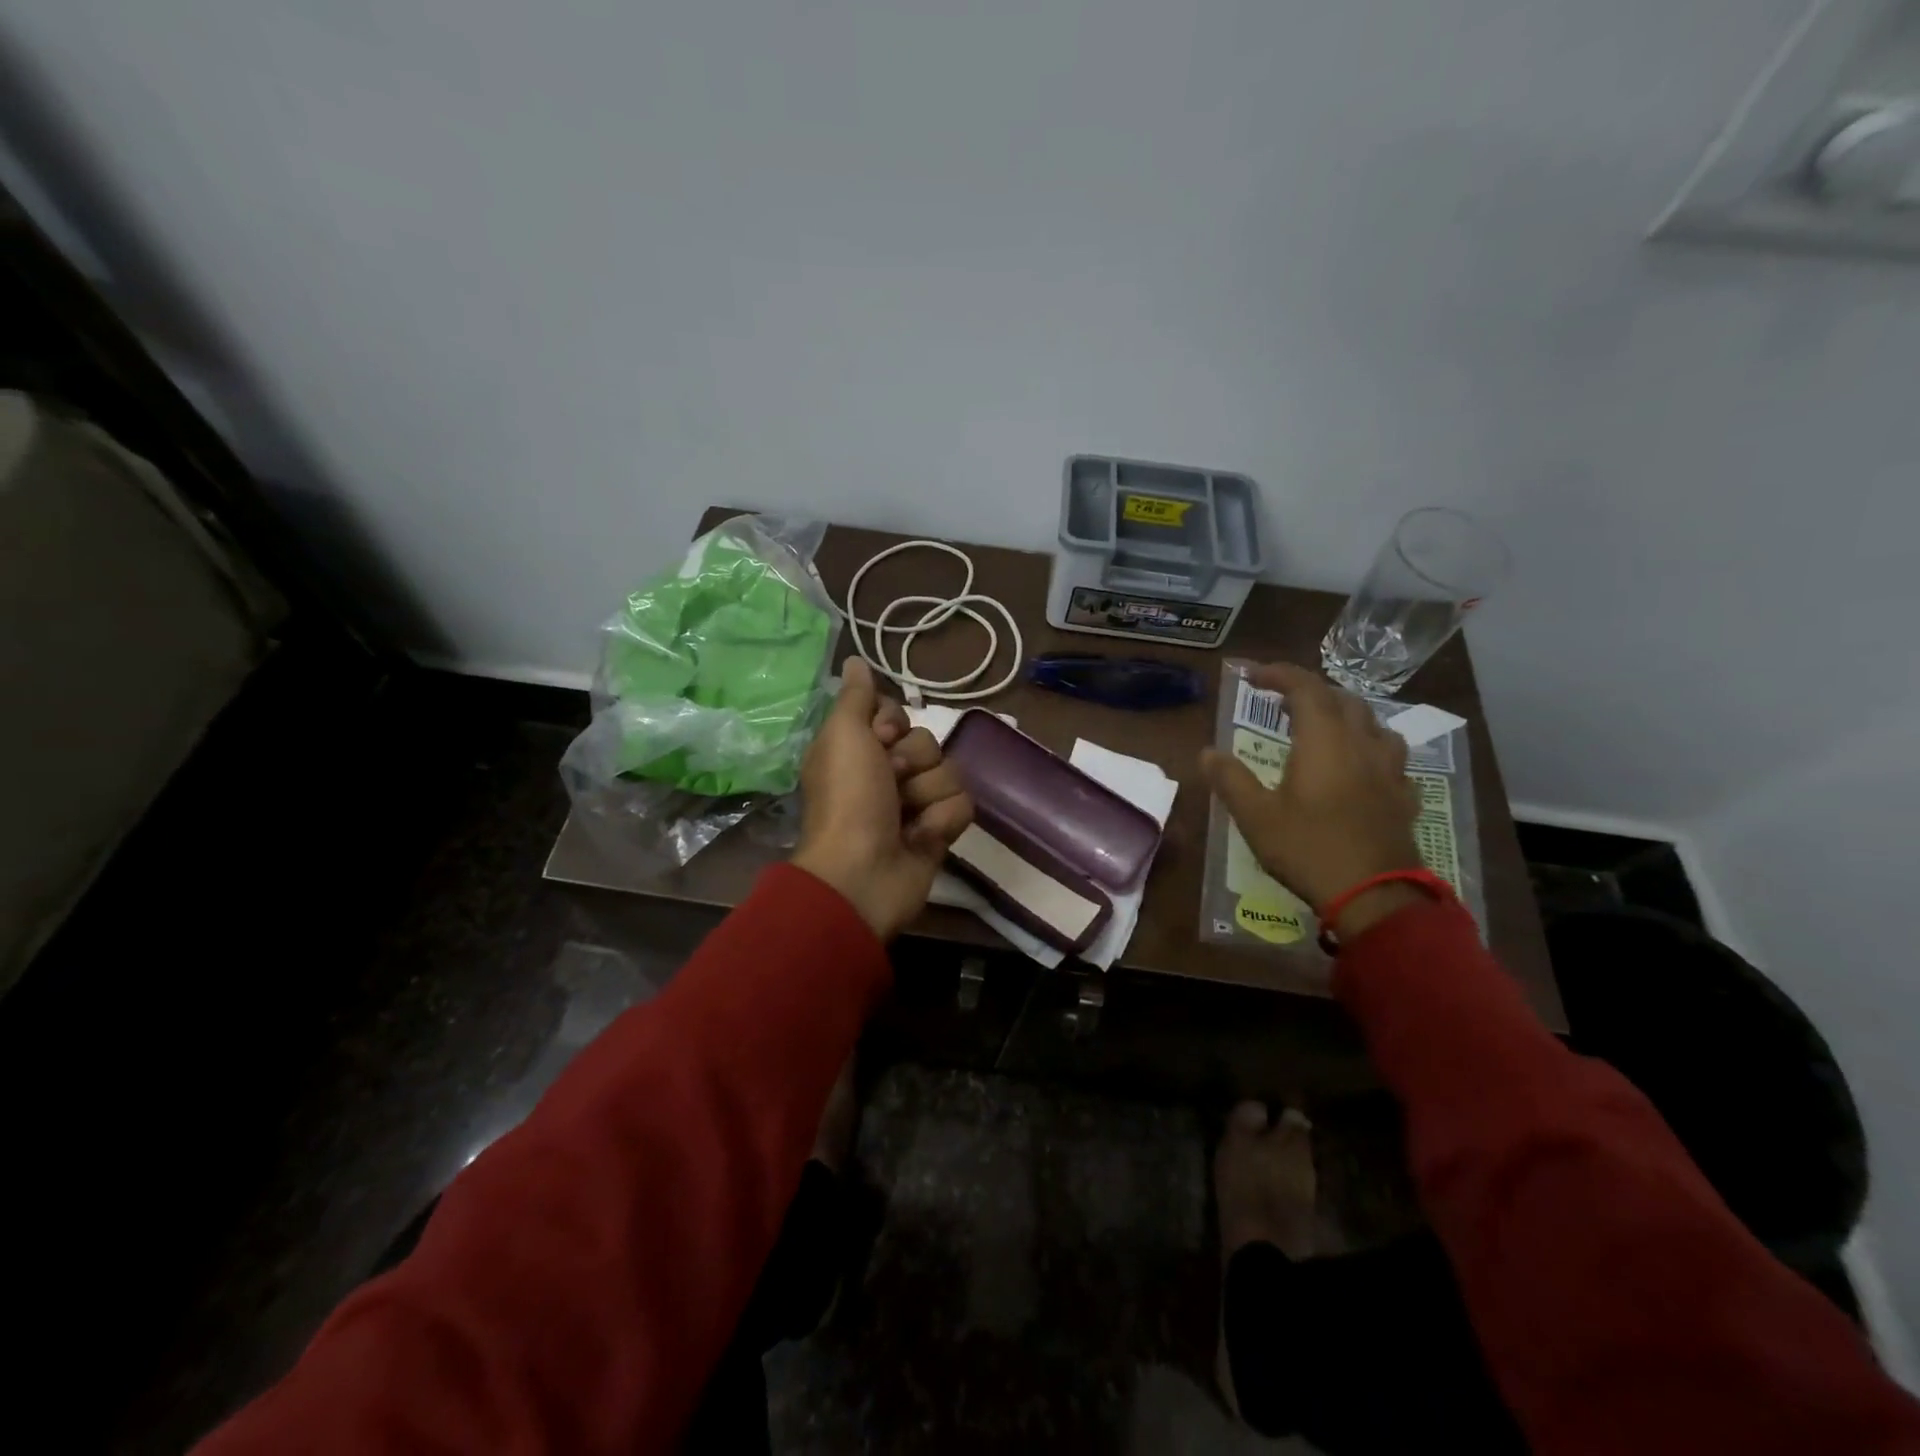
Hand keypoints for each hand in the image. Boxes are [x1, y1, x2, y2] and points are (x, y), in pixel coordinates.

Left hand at [792, 659, 973, 940]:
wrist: (861, 873)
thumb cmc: (848, 799)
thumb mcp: (844, 736)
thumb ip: (856, 697)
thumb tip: (854, 661)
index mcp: (860, 748)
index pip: (897, 713)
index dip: (893, 723)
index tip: (881, 737)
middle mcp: (887, 772)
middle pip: (928, 741)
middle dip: (913, 762)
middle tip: (890, 782)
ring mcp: (915, 804)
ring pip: (950, 773)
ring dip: (928, 794)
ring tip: (905, 817)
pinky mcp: (938, 831)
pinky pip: (962, 806)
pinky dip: (942, 821)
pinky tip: (920, 838)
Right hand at [1200, 663, 1424, 936]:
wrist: (1375, 895)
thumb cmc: (1308, 849)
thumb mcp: (1256, 817)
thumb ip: (1231, 780)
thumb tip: (1207, 752)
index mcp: (1324, 741)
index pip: (1305, 688)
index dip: (1279, 674)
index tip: (1252, 675)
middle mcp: (1361, 744)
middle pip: (1343, 699)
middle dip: (1312, 692)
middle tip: (1283, 703)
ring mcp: (1389, 770)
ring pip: (1374, 724)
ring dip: (1346, 715)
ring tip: (1326, 728)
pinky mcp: (1403, 796)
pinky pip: (1390, 757)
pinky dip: (1370, 749)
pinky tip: (1360, 769)